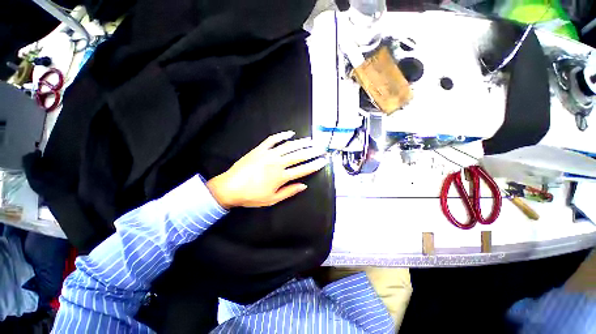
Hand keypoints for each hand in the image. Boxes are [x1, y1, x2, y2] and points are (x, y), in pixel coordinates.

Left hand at [206, 131, 328, 208]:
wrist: (230, 187)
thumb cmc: (252, 196)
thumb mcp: (272, 199)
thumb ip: (289, 191)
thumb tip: (304, 185)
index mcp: (281, 176)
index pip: (303, 169)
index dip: (315, 165)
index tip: (323, 160)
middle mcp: (277, 163)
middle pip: (299, 156)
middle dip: (312, 151)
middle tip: (321, 148)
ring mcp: (268, 154)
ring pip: (288, 146)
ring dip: (301, 142)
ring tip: (310, 140)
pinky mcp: (260, 149)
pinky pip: (273, 139)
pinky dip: (282, 136)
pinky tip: (290, 133)